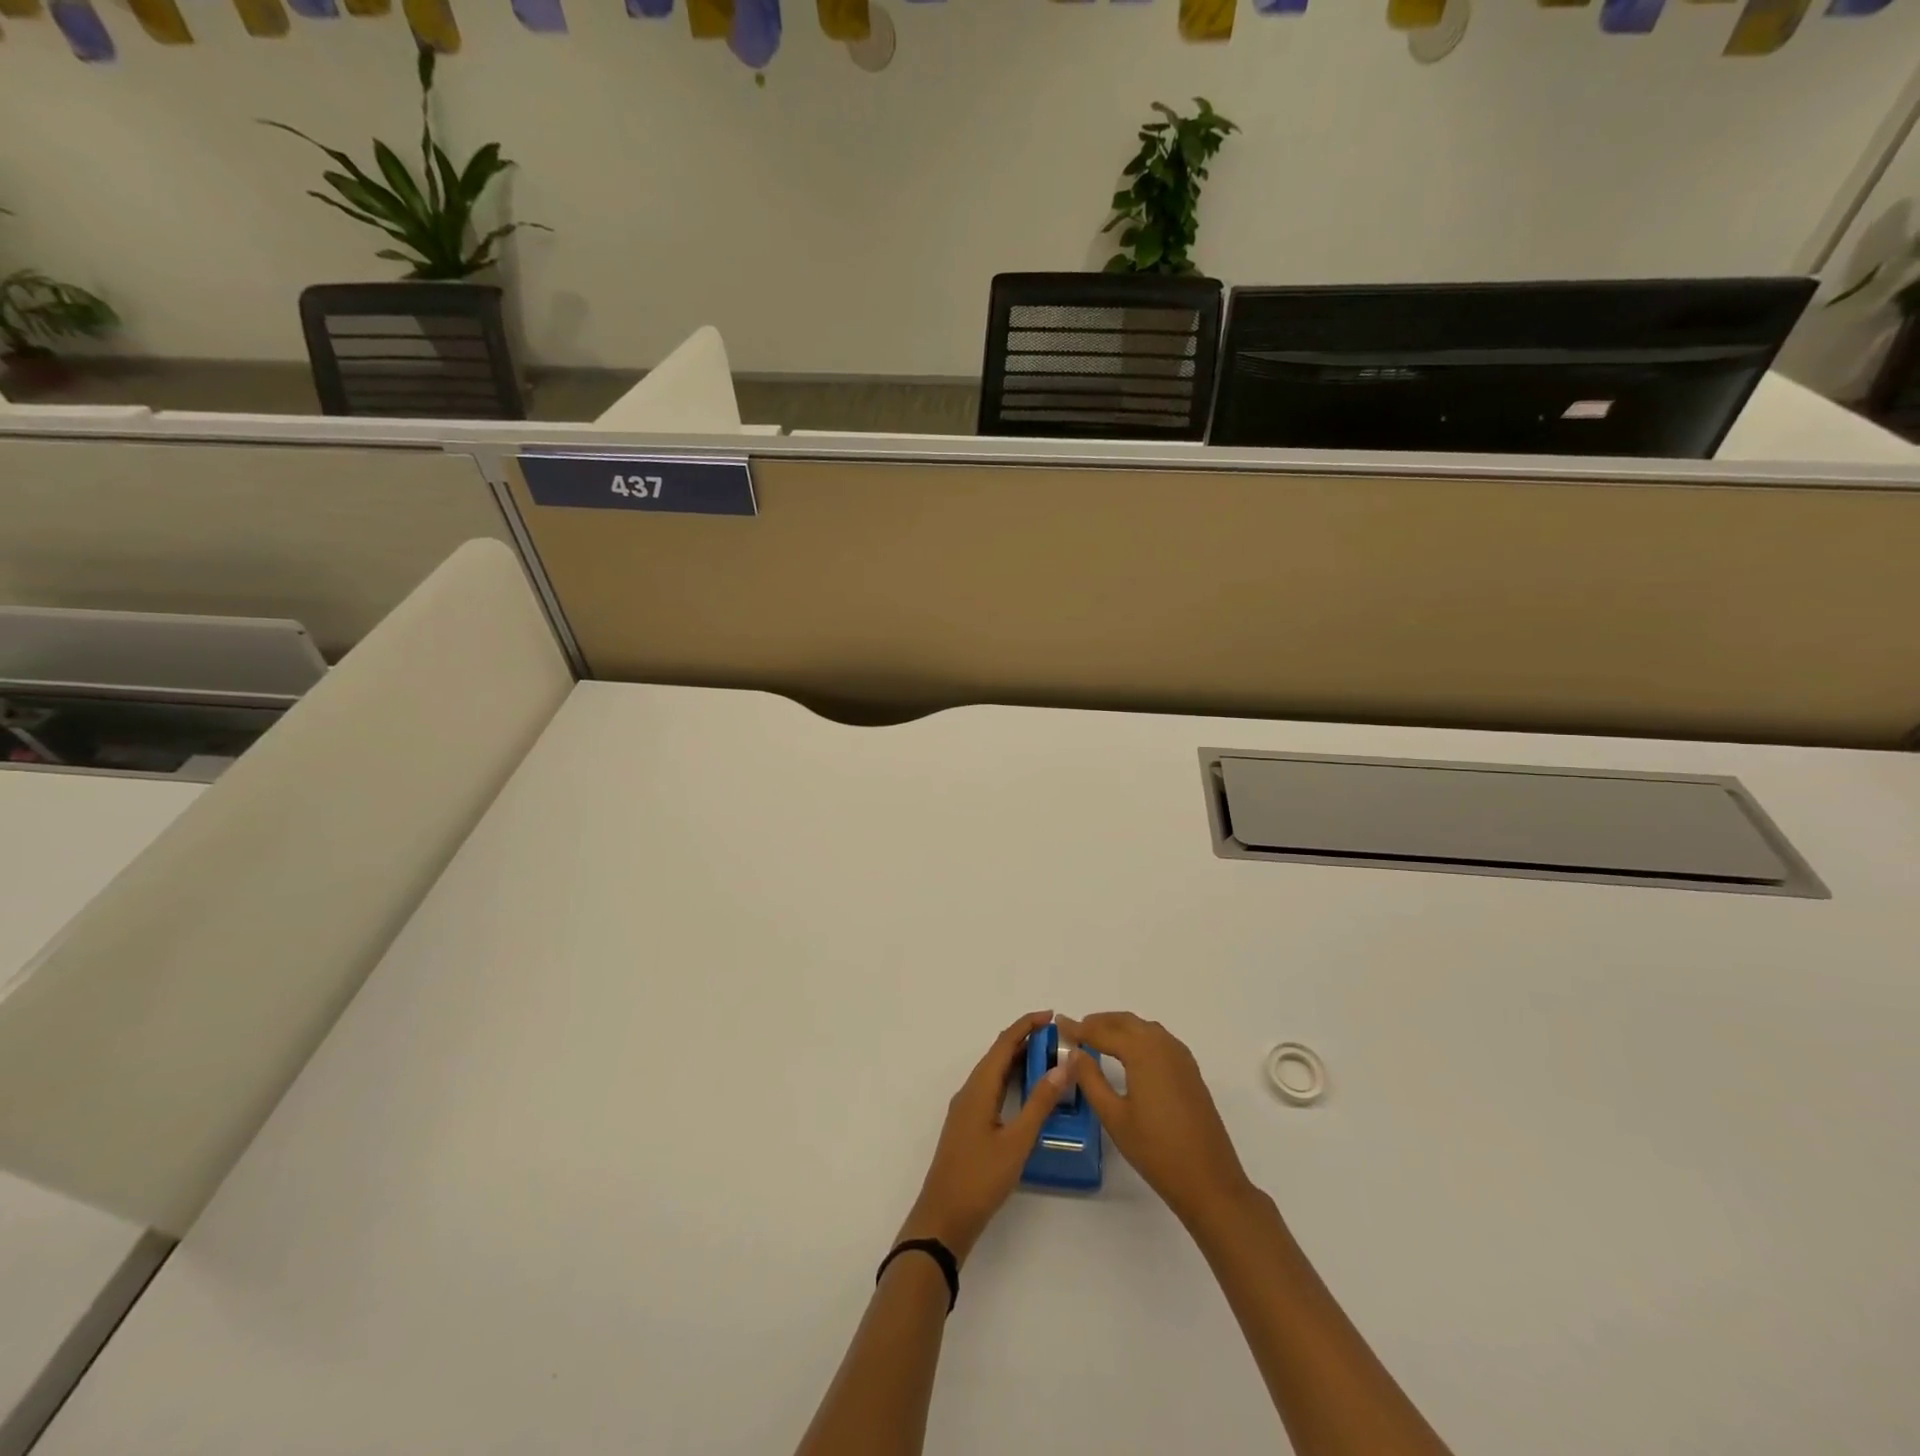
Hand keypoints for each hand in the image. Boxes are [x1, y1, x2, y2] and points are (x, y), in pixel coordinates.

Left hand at [897, 1010, 1069, 1265]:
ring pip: (994, 1072)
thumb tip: (1064, 1065)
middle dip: (1026, 1040)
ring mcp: (967, 1109)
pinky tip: (1027, 1092)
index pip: (1004, 1043)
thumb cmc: (980, 1179)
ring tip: (1049, 1059)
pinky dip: (1011, 1080)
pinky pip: (992, 1089)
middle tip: (1058, 1038)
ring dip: (1019, 1060)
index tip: (1053, 1016)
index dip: (1027, 1025)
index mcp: (978, 1088)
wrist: (943, 1220)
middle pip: (998, 1054)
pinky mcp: (969, 1125)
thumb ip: (1040, 1102)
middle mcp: (970, 1091)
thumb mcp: (1017, 1141)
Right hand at [1058, 1012, 1255, 1229]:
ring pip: (1144, 1028)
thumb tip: (1075, 1053)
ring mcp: (1181, 1057)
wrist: (1209, 1181)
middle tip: (1076, 1030)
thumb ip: (1091, 1079)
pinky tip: (1130, 1053)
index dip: (1079, 1027)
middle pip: (1126, 1022)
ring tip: (1098, 1038)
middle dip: (1099, 1022)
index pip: (1103, 1031)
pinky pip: (1159, 1040)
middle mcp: (1163, 1045)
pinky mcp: (1190, 1071)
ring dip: (1120, 1027)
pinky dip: (1139, 1037)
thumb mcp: (1114, 1116)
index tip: (1059, 1023)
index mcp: (1143, 1052)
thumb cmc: (1156, 1150)